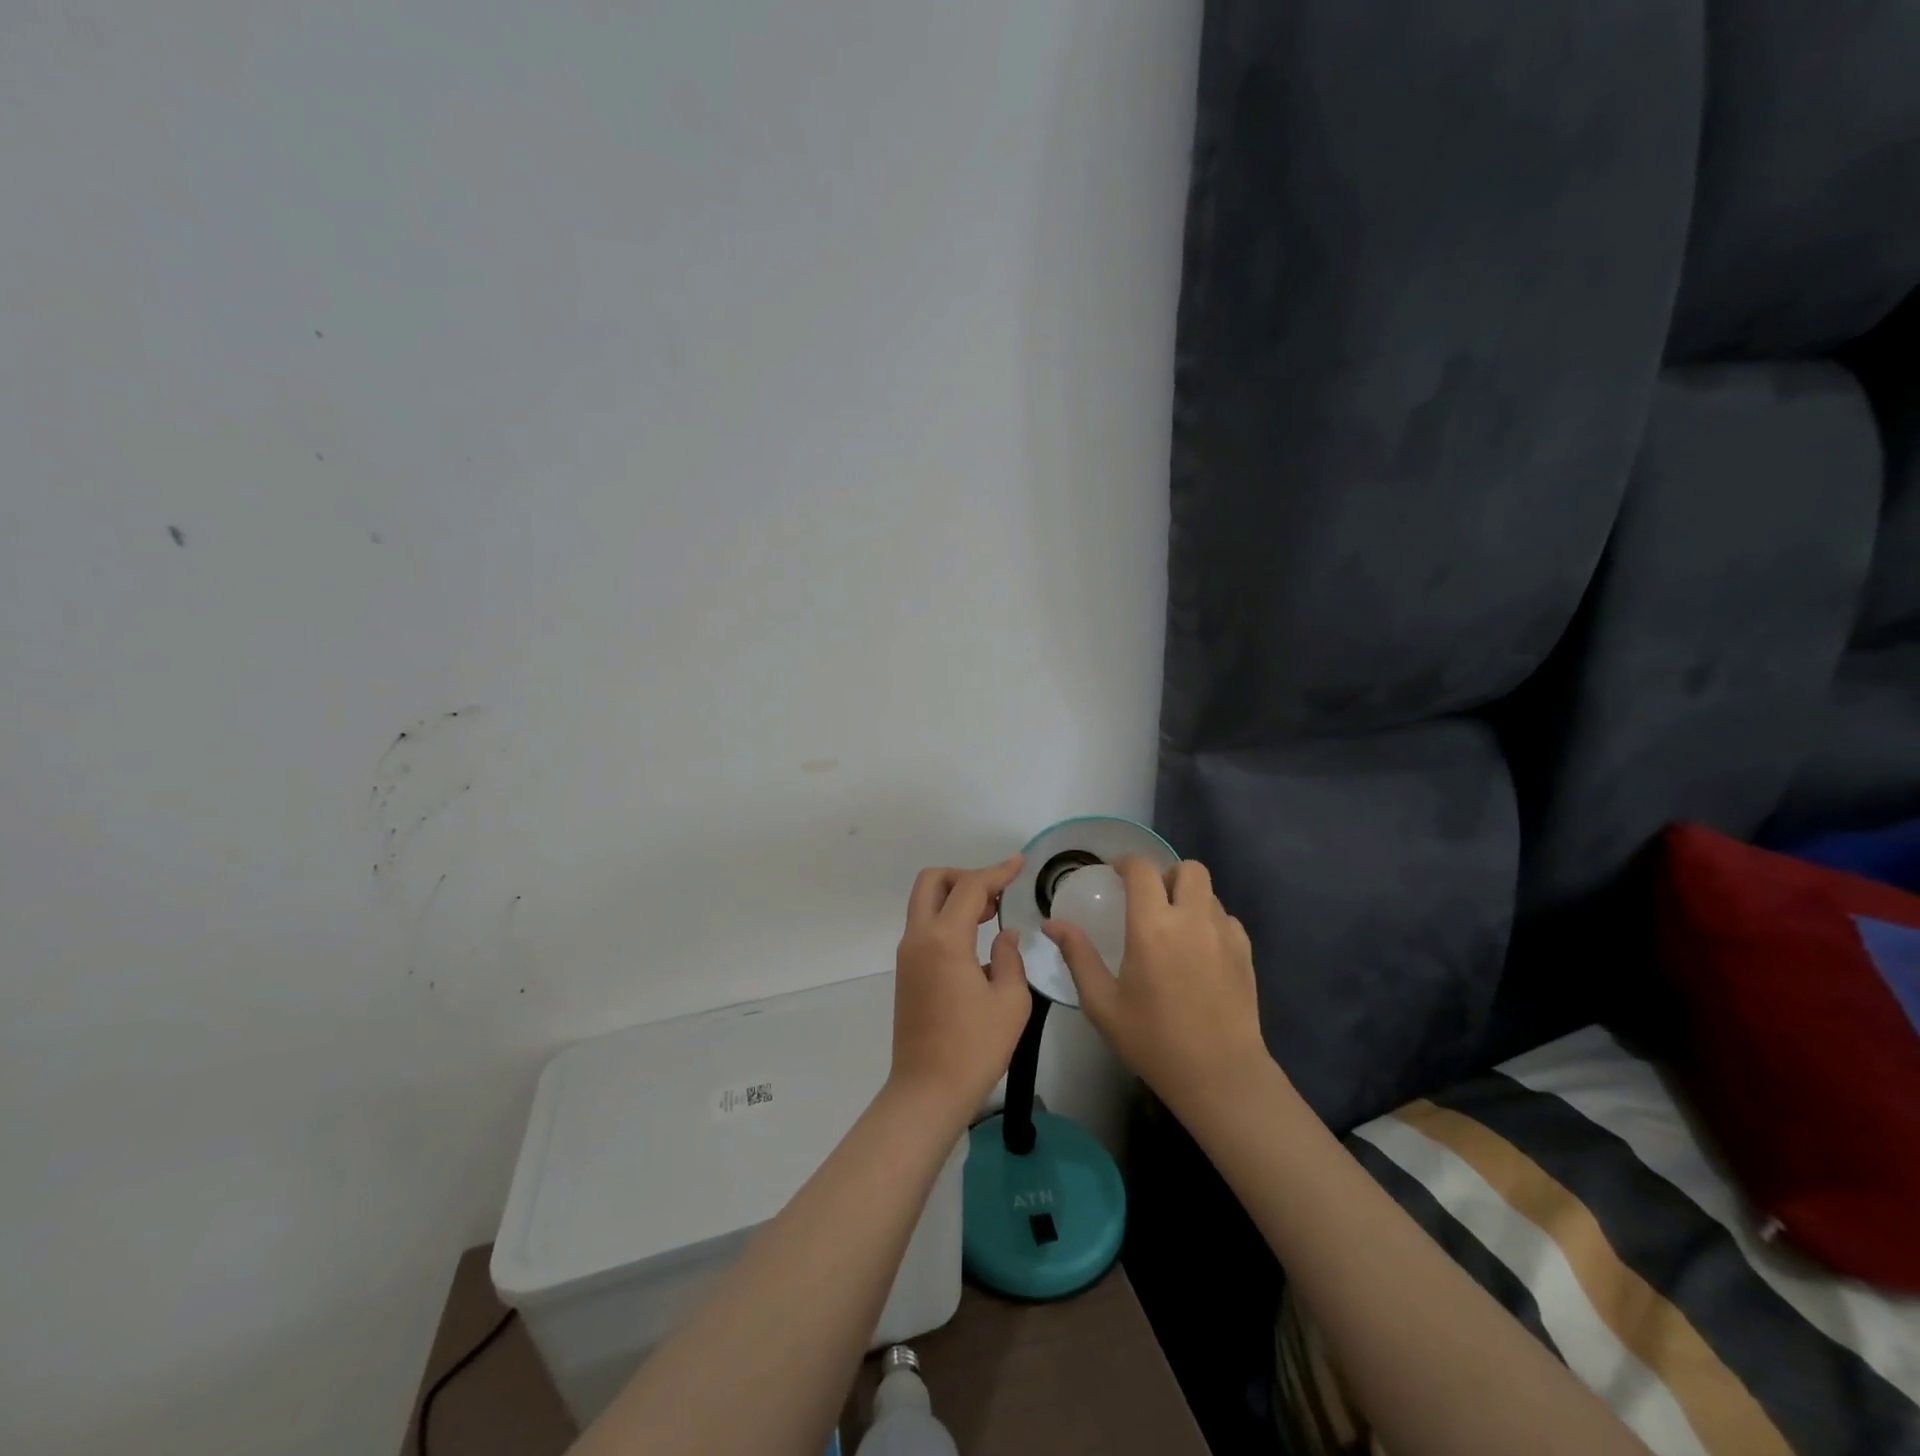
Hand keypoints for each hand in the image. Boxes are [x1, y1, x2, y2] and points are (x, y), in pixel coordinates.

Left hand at [889, 855, 1032, 1119]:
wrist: (927, 1091)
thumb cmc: (974, 1048)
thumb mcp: (1010, 1002)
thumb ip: (1009, 958)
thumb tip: (1004, 935)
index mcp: (944, 940)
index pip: (969, 888)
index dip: (997, 871)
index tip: (1019, 863)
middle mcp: (918, 938)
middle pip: (931, 882)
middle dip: (964, 876)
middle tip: (995, 893)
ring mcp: (907, 955)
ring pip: (924, 902)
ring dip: (954, 896)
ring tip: (990, 913)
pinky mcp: (906, 972)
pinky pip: (924, 926)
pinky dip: (946, 918)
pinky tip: (974, 939)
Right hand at [1045, 856, 1273, 1121]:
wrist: (1219, 1076)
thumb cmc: (1153, 1041)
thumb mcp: (1102, 1004)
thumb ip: (1078, 956)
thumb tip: (1052, 924)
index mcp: (1152, 927)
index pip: (1142, 869)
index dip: (1126, 863)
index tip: (1115, 874)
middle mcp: (1191, 919)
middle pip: (1186, 868)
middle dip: (1166, 875)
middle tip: (1150, 900)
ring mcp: (1224, 934)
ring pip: (1209, 892)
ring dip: (1189, 898)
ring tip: (1174, 927)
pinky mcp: (1245, 952)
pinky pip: (1226, 918)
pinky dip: (1210, 921)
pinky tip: (1199, 951)